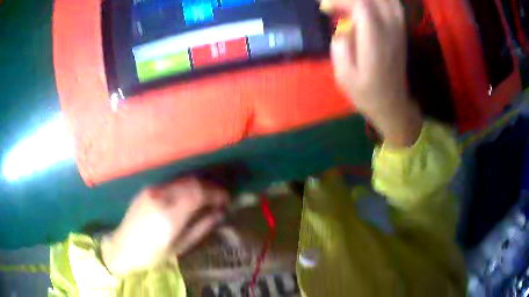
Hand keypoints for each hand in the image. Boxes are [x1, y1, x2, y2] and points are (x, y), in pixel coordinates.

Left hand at [101, 178, 228, 275]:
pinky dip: (185, 186)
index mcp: (169, 215)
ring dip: (198, 185)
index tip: (227, 199)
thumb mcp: (180, 247)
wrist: (123, 248)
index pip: (199, 193)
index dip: (216, 193)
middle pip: (191, 182)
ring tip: (207, 197)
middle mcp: (160, 196)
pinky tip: (189, 196)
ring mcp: (151, 190)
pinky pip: (171, 183)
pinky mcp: (146, 189)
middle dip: (209, 187)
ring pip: (181, 180)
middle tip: (220, 198)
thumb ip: (201, 228)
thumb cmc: (153, 255)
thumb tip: (219, 213)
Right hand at [329, 0, 422, 146]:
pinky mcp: (401, 31)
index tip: (324, 8)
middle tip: (335, 6)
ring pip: (386, 0)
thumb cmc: (367, 94)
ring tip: (350, 5)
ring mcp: (399, 30)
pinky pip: (394, 6)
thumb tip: (341, 28)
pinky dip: (381, 1)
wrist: (393, 104)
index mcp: (375, 42)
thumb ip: (339, 47)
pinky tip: (369, 5)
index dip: (340, 1)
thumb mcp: (344, 77)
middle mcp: (390, 31)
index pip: (361, 5)